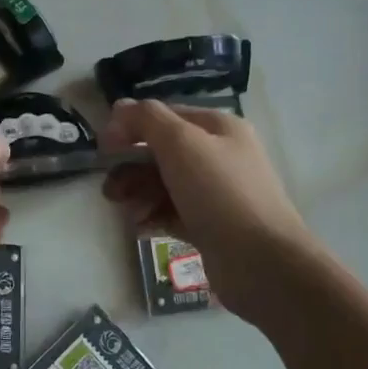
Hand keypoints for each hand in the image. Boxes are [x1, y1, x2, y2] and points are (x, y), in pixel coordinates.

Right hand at [100, 99, 320, 321]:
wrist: (262, 262)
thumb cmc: (220, 194)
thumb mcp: (181, 143)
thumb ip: (147, 119)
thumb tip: (120, 106)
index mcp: (218, 128)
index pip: (164, 116)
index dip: (131, 127)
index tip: (105, 149)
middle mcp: (219, 156)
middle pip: (160, 152)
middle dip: (131, 169)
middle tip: (110, 190)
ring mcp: (215, 193)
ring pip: (163, 184)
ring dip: (138, 195)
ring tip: (129, 214)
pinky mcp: (209, 225)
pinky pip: (171, 212)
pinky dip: (153, 217)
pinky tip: (141, 229)